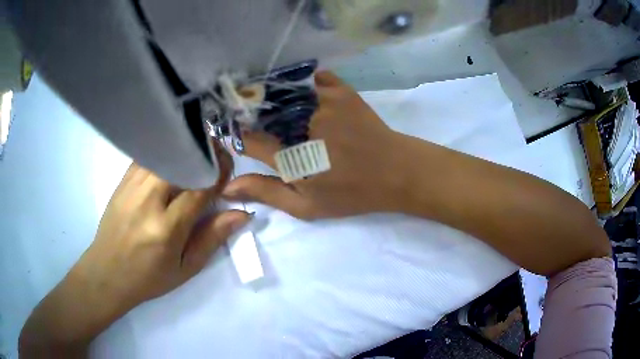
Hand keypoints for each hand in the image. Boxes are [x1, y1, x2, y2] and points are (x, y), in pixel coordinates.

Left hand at [75, 145, 249, 316]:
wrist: (107, 273)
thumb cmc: (149, 278)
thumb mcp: (186, 268)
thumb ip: (212, 238)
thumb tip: (242, 214)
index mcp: (166, 228)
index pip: (200, 187)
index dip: (219, 173)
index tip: (229, 170)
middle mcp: (147, 200)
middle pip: (181, 161)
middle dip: (204, 154)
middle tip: (216, 160)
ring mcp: (131, 187)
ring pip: (164, 154)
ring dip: (185, 152)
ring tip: (197, 159)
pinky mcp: (122, 181)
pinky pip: (148, 156)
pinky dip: (165, 154)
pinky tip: (172, 162)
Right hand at [224, 71, 408, 218]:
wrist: (396, 172)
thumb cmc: (351, 193)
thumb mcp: (307, 206)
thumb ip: (267, 193)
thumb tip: (227, 186)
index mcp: (292, 157)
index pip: (250, 140)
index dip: (239, 137)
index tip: (237, 136)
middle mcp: (303, 124)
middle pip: (263, 111)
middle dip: (253, 115)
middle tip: (257, 124)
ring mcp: (323, 102)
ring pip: (285, 92)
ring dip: (275, 97)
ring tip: (278, 110)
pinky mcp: (341, 91)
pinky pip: (314, 79)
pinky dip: (305, 84)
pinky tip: (304, 95)